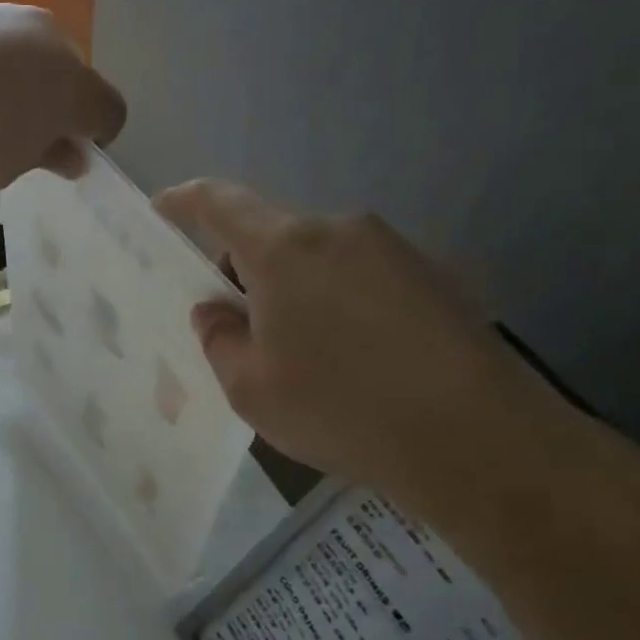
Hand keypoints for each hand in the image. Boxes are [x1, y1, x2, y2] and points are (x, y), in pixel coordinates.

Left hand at [0, 2, 125, 194]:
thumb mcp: (5, 169)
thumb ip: (46, 158)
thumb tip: (72, 154)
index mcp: (72, 84)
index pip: (109, 112)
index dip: (94, 139)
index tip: (60, 159)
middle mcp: (48, 37)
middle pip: (72, 76)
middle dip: (56, 108)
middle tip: (19, 141)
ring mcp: (4, 14)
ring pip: (32, 55)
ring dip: (21, 84)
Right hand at [153, 181, 564, 509]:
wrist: (476, 438)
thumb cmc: (339, 408)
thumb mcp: (249, 388)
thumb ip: (219, 340)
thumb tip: (215, 311)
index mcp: (285, 249)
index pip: (222, 203)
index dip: (186, 200)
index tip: (163, 206)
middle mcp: (340, 231)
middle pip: (275, 234)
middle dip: (245, 269)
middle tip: (236, 326)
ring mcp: (396, 250)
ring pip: (321, 258)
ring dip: (296, 290)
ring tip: (299, 354)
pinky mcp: (436, 277)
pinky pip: (363, 277)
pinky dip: (339, 303)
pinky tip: (351, 359)